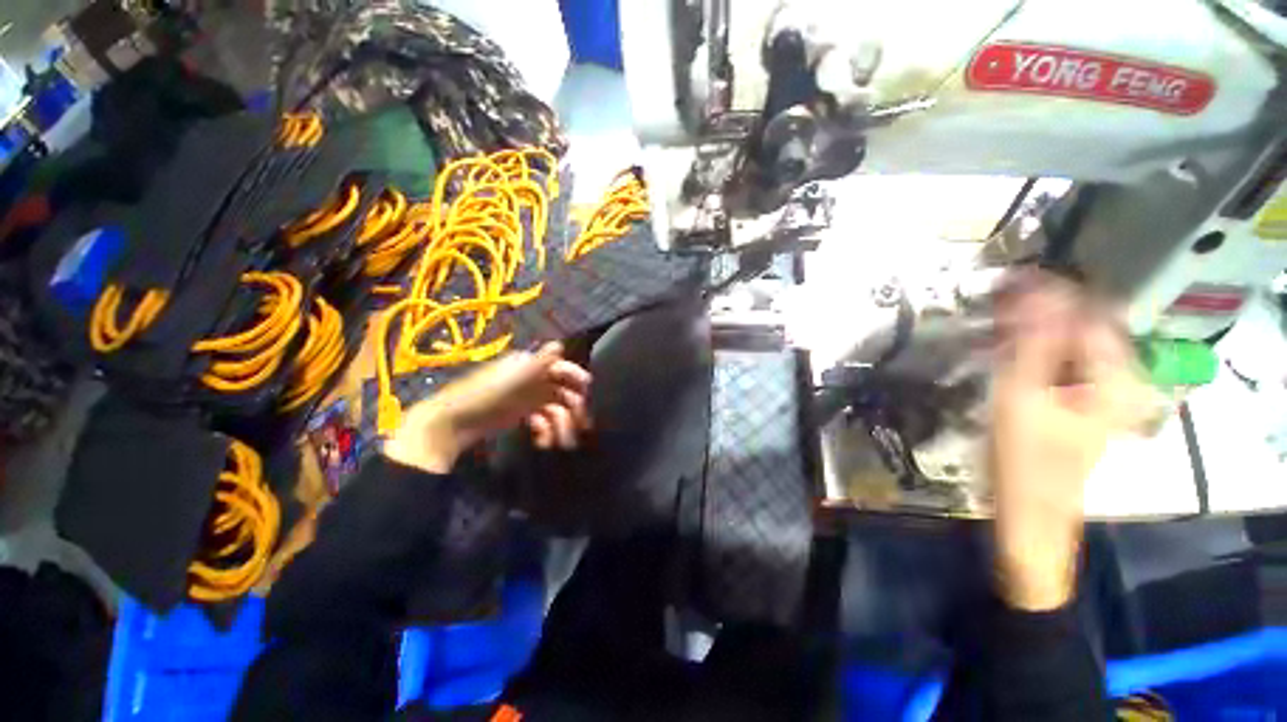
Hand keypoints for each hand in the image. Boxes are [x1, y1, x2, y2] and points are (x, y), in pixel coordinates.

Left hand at [383, 342, 591, 473]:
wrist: (452, 424)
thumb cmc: (484, 396)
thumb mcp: (513, 378)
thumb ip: (539, 363)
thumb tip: (559, 344)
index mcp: (529, 365)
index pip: (560, 367)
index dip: (575, 376)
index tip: (588, 389)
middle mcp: (532, 379)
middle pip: (562, 391)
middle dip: (573, 408)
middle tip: (583, 425)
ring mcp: (527, 398)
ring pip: (555, 408)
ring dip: (561, 425)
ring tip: (563, 443)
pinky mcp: (522, 415)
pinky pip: (543, 420)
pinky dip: (546, 431)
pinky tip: (542, 442)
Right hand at [989, 274, 1141, 610]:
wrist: (1029, 512)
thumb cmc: (1025, 460)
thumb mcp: (1022, 397)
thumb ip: (1031, 341)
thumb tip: (1032, 289)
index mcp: (1116, 375)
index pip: (1088, 308)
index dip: (1048, 290)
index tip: (1004, 280)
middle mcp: (1118, 376)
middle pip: (1081, 321)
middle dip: (1038, 305)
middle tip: (994, 297)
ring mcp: (1100, 390)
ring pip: (1068, 338)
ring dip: (1033, 324)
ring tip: (995, 317)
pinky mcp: (1079, 399)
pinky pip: (1060, 357)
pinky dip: (1034, 345)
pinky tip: (1007, 345)